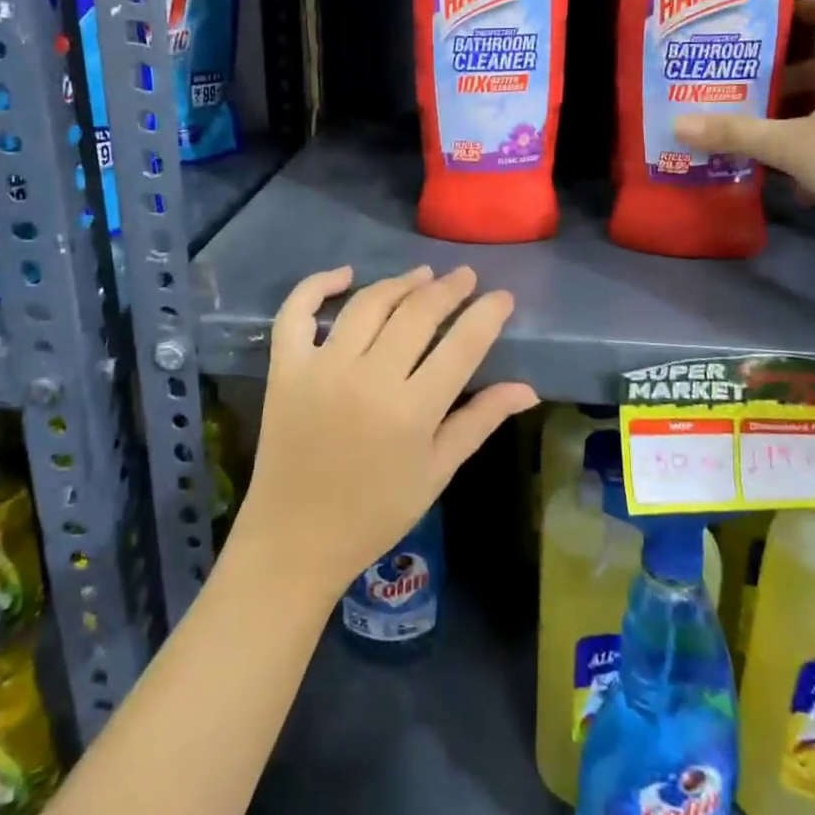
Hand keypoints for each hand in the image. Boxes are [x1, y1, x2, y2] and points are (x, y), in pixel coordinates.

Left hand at [231, 264, 539, 601]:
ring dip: (399, 283)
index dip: (487, 314)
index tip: (502, 297)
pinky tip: (345, 275)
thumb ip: (479, 421)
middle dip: (448, 289)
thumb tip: (528, 389)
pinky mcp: (286, 368)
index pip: (462, 345)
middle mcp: (368, 378)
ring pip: (368, 304)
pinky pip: (296, 312)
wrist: (295, 539)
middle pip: (417, 313)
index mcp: (412, 411)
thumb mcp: (436, 472)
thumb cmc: (375, 513)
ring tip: (422, 275)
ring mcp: (322, 368)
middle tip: (465, 277)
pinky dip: (317, 285)